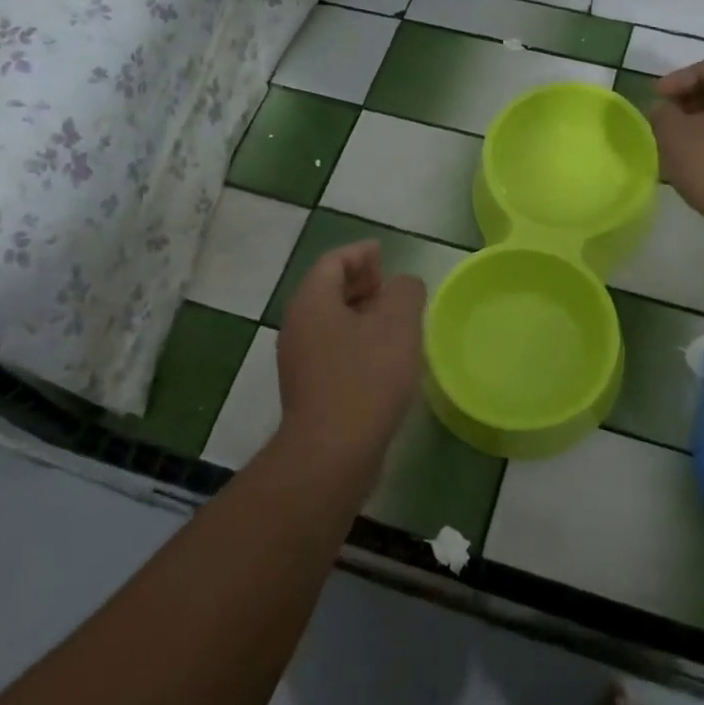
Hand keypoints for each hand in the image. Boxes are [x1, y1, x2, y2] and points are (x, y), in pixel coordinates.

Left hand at [275, 241, 425, 460]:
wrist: (333, 452)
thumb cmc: (366, 377)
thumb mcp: (397, 323)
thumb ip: (405, 291)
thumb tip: (403, 285)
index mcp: (312, 302)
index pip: (333, 262)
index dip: (361, 252)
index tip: (384, 252)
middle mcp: (298, 326)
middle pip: (328, 290)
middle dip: (361, 282)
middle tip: (392, 284)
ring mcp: (300, 361)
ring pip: (332, 323)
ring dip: (362, 314)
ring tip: (396, 320)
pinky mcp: (311, 390)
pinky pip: (334, 350)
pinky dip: (358, 341)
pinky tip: (385, 357)